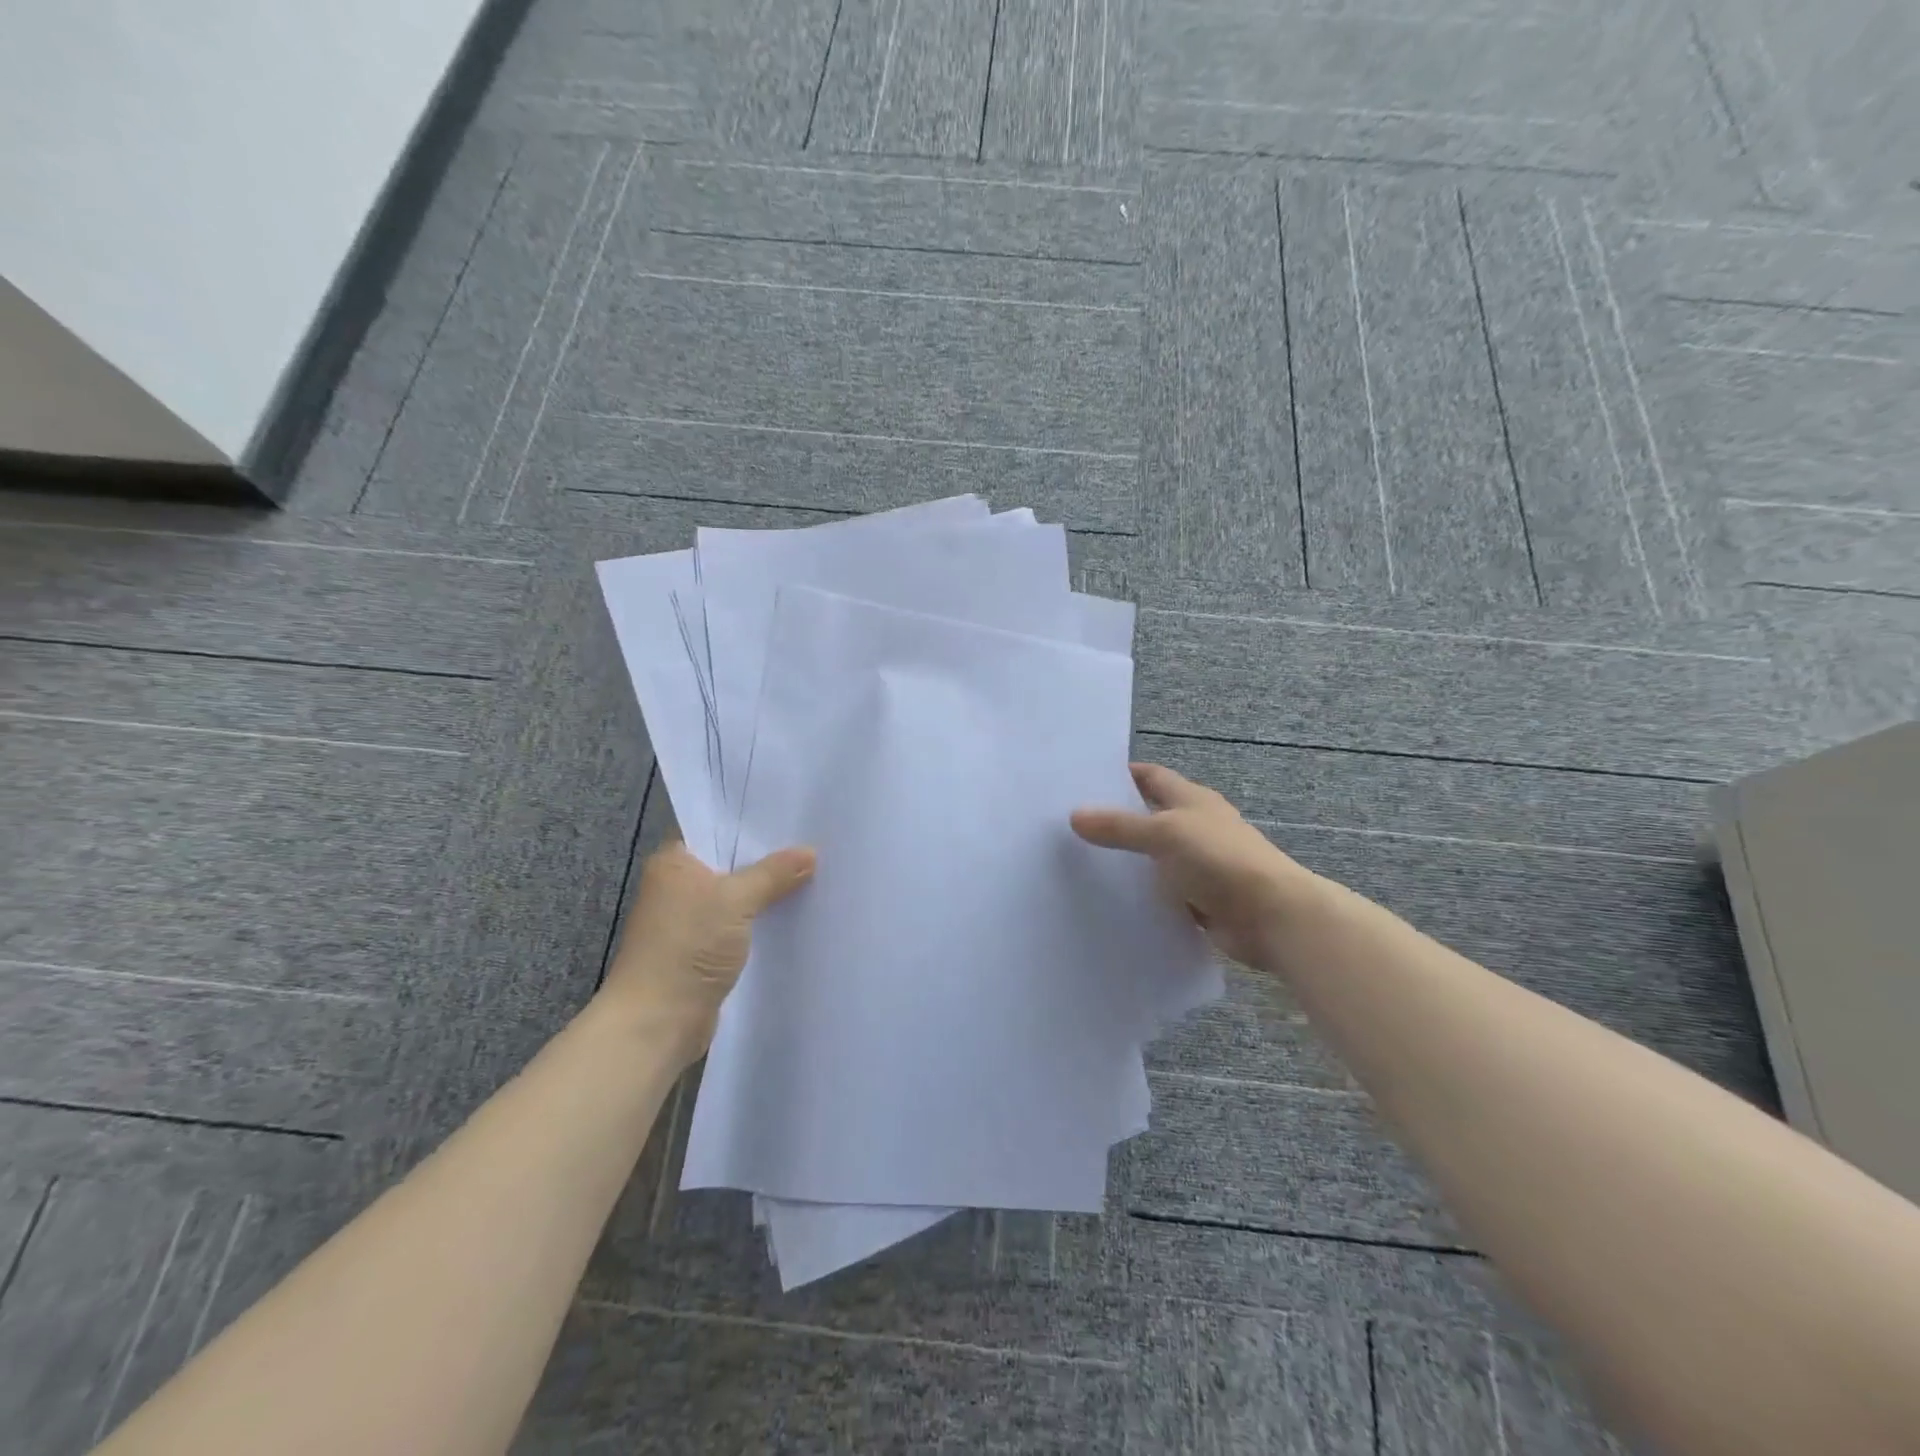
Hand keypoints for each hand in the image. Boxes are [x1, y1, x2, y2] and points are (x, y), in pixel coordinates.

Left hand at [597, 840, 815, 1063]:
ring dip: (768, 891)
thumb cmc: (687, 947)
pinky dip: (763, 919)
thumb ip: (773, 873)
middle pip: (731, 861)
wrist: (657, 1022)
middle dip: (768, 857)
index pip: (716, 827)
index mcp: (675, 861)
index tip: (793, 815)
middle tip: (814, 841)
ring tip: (815, 873)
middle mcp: (679, 885)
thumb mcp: (736, 900)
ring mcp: (691, 919)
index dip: (752, 822)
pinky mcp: (705, 949)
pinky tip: (796, 912)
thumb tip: (810, 852)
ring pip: (738, 894)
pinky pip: (741, 923)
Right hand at [1071, 763, 1318, 969]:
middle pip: (1150, 816)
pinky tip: (1112, 899)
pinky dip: (1143, 893)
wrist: (1271, 915)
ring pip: (1155, 857)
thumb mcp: (1164, 834)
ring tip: (1081, 863)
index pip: (1152, 777)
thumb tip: (1075, 815)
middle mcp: (1196, 826)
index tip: (1084, 781)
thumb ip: (1119, 826)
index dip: (1122, 775)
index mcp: (1192, 799)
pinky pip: (1164, 891)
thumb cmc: (1218, 859)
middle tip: (1072, 825)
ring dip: (1128, 860)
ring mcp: (1200, 864)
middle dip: (1117, 819)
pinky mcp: (1201, 898)